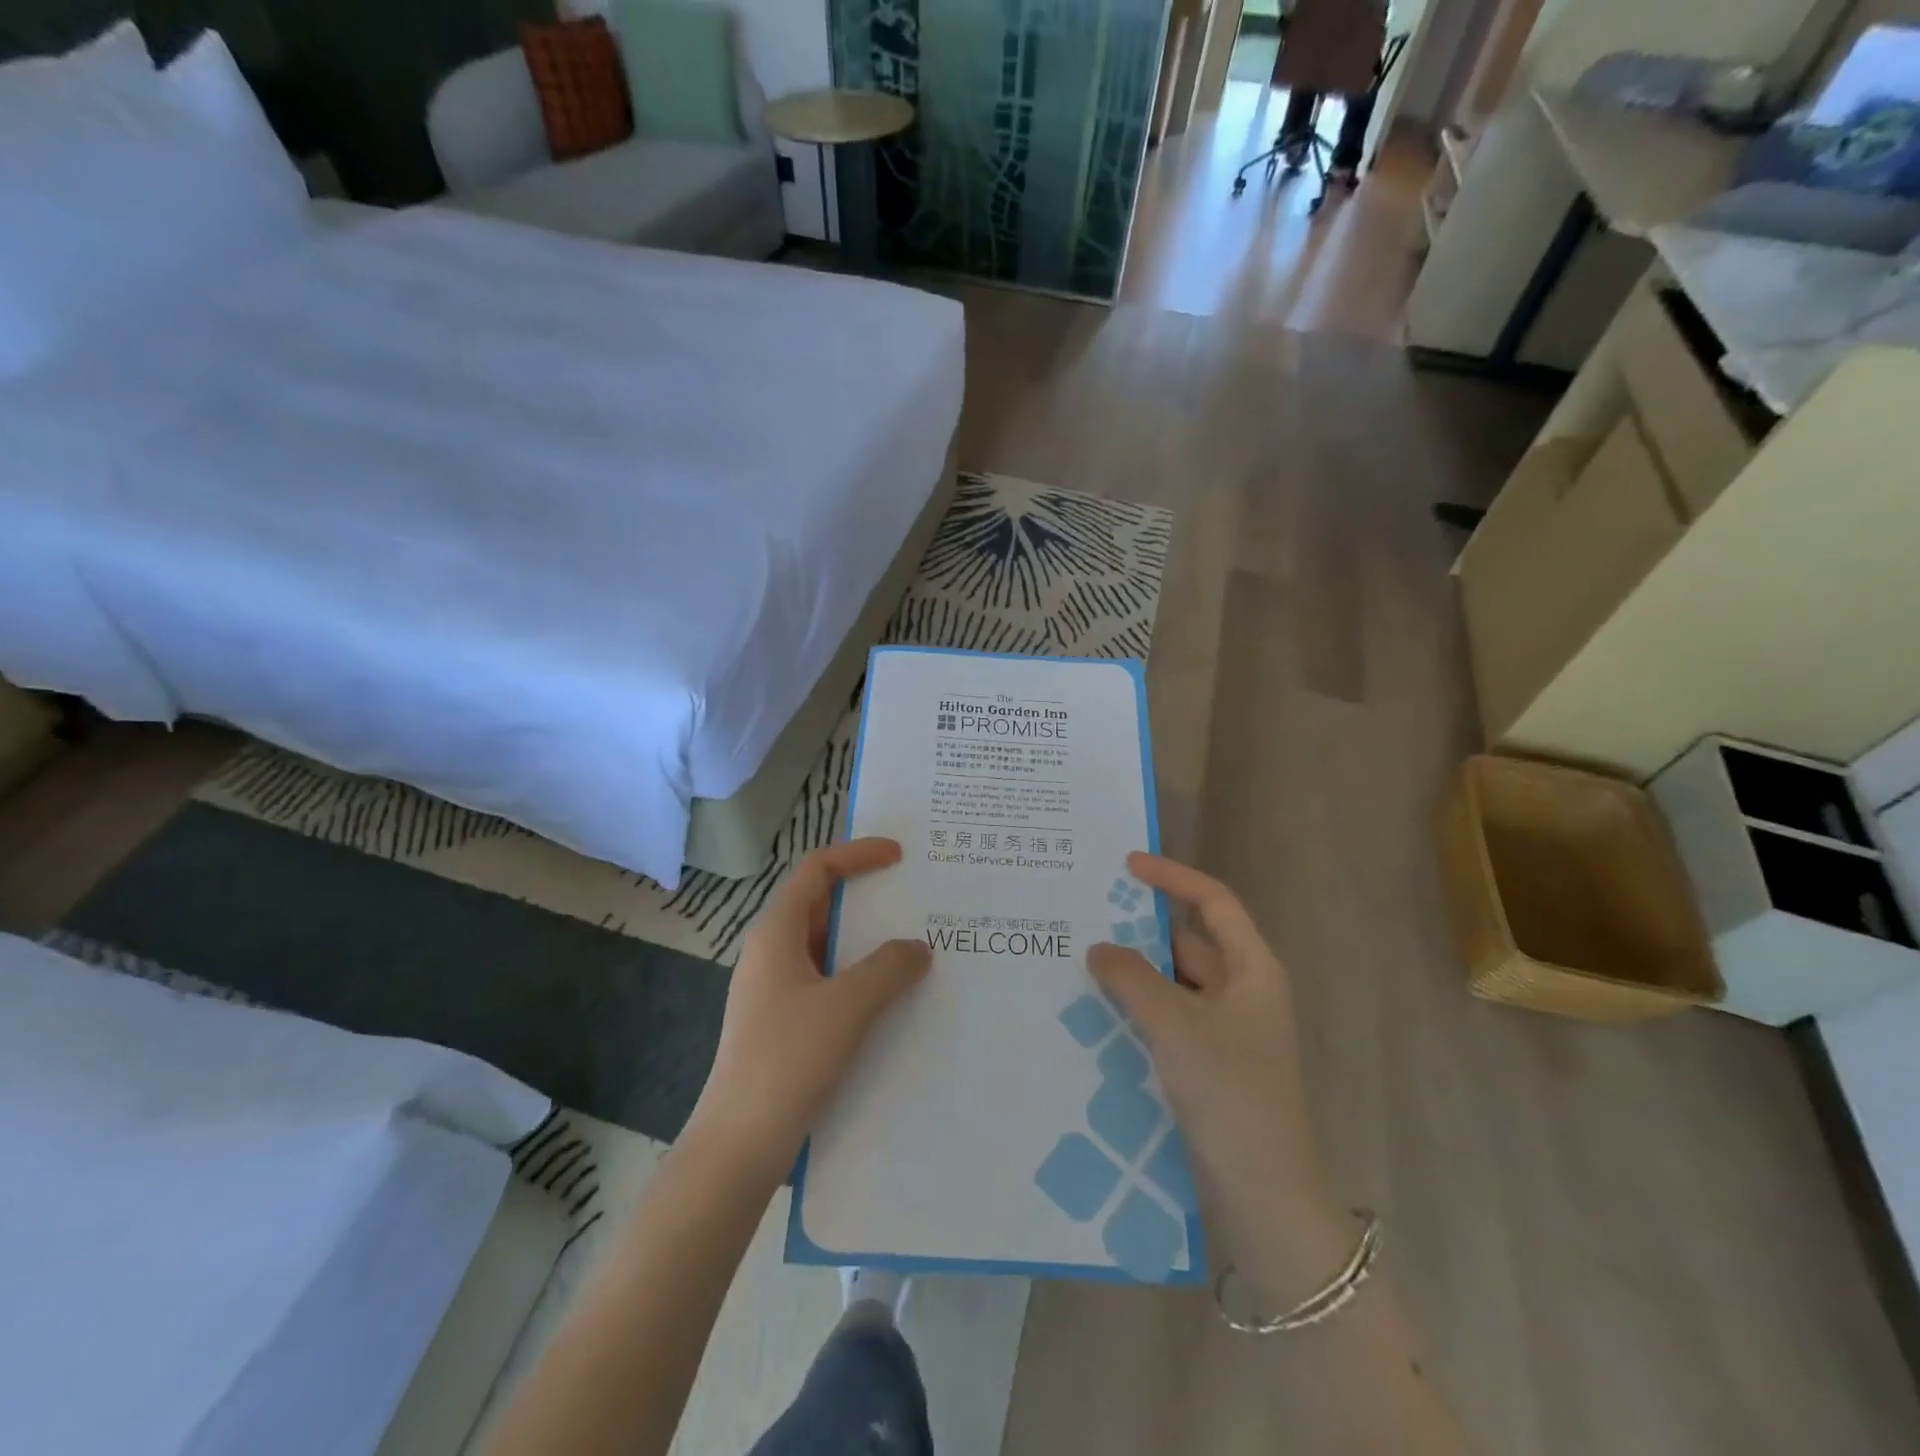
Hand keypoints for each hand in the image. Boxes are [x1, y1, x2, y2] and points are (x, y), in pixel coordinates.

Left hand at [687, 838, 931, 1176]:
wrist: (739, 1145)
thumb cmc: (787, 1060)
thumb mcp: (847, 1007)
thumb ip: (888, 968)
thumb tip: (918, 948)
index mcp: (777, 933)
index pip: (816, 870)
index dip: (857, 854)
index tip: (899, 856)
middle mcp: (772, 952)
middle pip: (821, 904)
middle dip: (867, 896)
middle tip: (915, 897)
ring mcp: (776, 989)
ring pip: (827, 946)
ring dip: (868, 941)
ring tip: (915, 945)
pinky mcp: (785, 1022)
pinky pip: (828, 981)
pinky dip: (860, 975)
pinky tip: (892, 996)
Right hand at [1088, 852, 1338, 1236]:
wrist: (1265, 1194)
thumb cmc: (1230, 1093)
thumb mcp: (1175, 1025)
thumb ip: (1132, 978)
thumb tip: (1098, 948)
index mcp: (1252, 970)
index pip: (1213, 902)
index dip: (1173, 877)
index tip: (1127, 865)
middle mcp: (1242, 992)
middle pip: (1189, 941)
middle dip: (1141, 929)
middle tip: (1087, 917)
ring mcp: (1227, 1030)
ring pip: (1174, 983)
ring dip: (1135, 973)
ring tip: (1080, 961)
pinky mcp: (1209, 1063)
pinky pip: (1168, 1018)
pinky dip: (1137, 1009)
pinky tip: (1097, 1013)